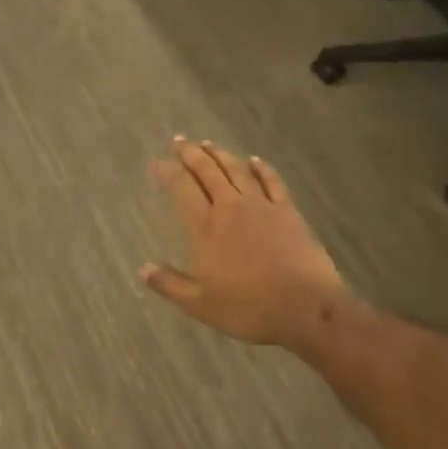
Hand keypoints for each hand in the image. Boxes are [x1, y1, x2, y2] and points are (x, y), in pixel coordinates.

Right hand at [141, 138, 349, 351]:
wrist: (305, 308)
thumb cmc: (248, 308)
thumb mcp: (200, 304)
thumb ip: (170, 284)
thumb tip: (142, 269)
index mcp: (206, 227)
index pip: (182, 189)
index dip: (168, 172)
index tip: (158, 162)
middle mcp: (230, 207)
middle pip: (208, 171)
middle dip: (191, 154)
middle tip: (180, 141)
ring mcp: (261, 206)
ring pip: (236, 170)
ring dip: (221, 154)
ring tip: (208, 143)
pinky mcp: (287, 211)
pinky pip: (272, 182)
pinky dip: (262, 168)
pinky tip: (255, 160)